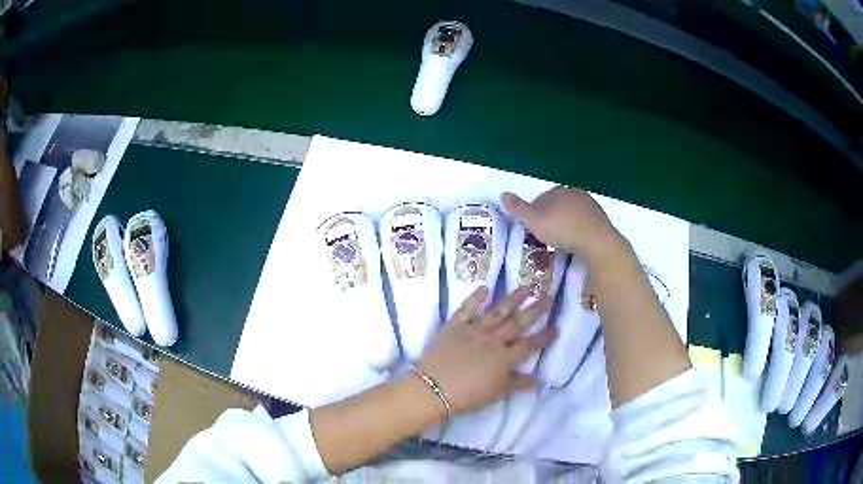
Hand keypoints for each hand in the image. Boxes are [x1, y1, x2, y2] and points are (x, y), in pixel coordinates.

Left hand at [415, 287, 554, 414]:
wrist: (433, 388)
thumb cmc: (467, 396)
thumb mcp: (497, 393)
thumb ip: (518, 384)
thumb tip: (538, 381)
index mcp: (505, 358)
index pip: (529, 345)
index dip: (544, 337)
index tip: (556, 326)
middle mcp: (493, 340)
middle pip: (517, 323)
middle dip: (534, 310)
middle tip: (547, 296)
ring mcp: (474, 331)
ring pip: (497, 312)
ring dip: (512, 299)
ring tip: (525, 287)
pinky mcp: (454, 326)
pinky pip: (467, 309)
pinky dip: (475, 298)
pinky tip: (485, 288)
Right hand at [502, 186, 624, 264]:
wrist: (595, 241)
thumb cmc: (561, 229)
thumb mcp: (533, 220)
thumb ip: (518, 208)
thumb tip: (503, 194)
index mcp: (557, 191)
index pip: (542, 198)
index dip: (536, 212)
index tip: (534, 227)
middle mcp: (574, 193)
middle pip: (558, 204)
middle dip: (552, 216)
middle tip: (547, 235)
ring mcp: (590, 205)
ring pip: (573, 213)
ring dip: (566, 223)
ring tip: (561, 241)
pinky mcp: (601, 219)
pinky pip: (585, 223)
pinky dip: (579, 230)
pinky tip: (576, 242)